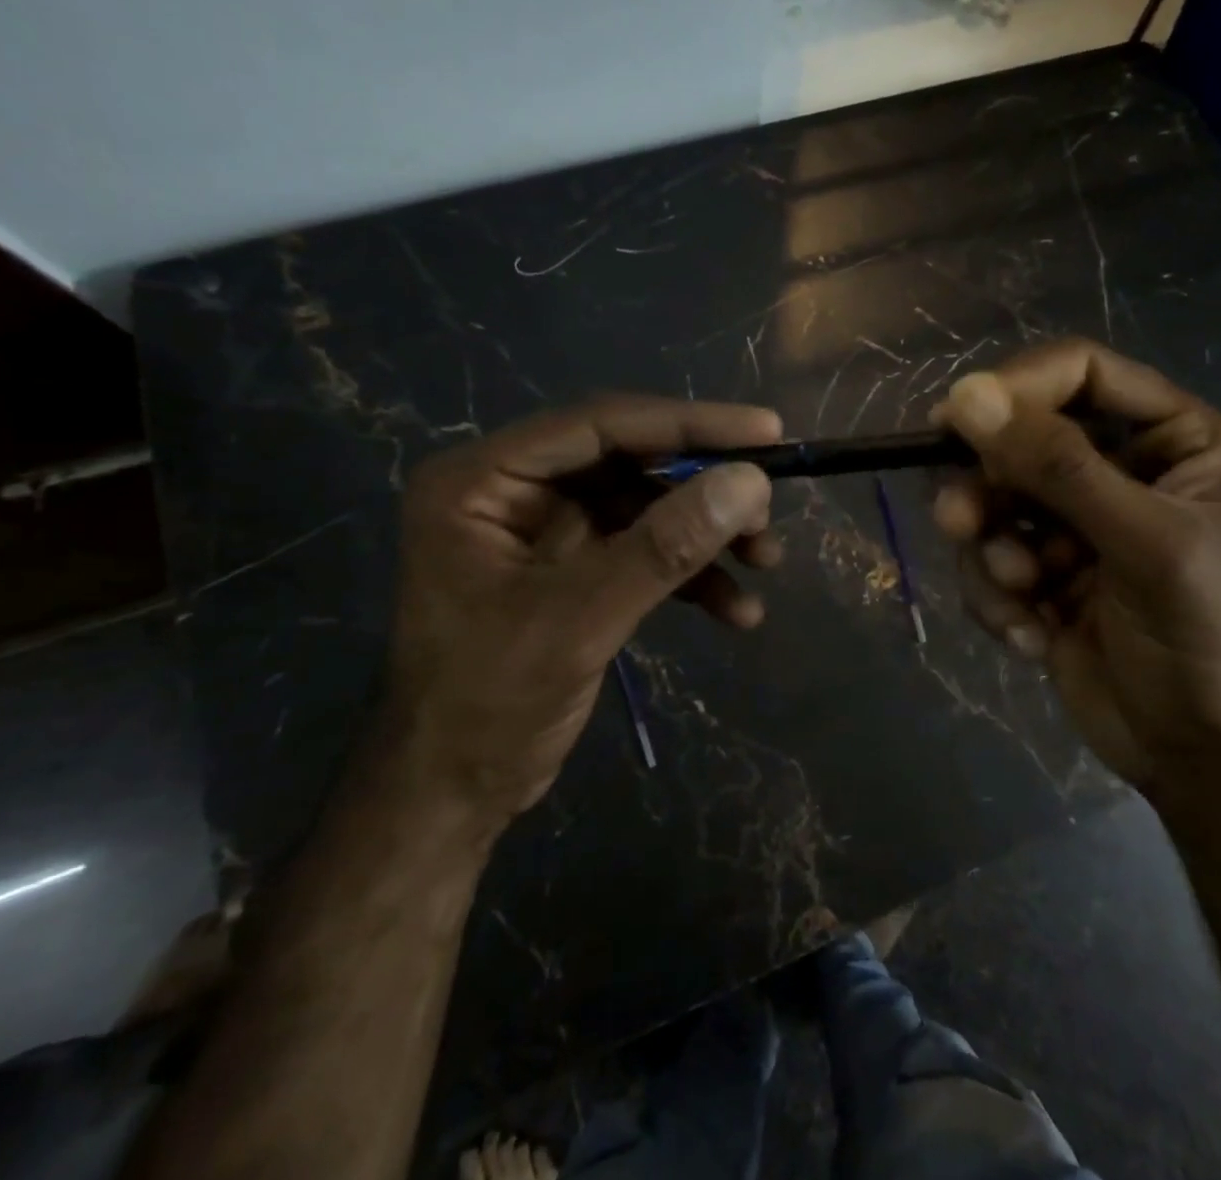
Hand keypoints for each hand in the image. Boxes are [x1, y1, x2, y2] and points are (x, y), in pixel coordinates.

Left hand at [384, 396, 782, 831]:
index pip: (599, 425)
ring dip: (708, 534)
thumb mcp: (581, 620)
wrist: (452, 796)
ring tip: (766, 560)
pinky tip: (737, 610)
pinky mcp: (574, 569)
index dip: (687, 424)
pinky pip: (644, 552)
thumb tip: (751, 482)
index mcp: (484, 480)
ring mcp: (546, 531)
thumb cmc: (488, 705)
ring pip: (647, 506)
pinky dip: (692, 575)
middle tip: (768, 509)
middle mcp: (515, 490)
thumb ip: (665, 547)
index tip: (766, 430)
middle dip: (704, 488)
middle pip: (630, 462)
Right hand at [929, 339, 1220, 791]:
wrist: (1202, 755)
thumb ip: (1057, 466)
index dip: (1018, 387)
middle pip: (1021, 438)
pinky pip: (987, 556)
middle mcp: (1118, 468)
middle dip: (988, 487)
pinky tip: (1033, 635)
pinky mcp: (1039, 571)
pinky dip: (997, 595)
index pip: (1079, 373)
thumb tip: (966, 394)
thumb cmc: (1202, 634)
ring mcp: (1073, 522)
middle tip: (960, 522)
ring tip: (1018, 591)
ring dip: (992, 550)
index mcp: (1169, 438)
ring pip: (992, 500)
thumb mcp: (1142, 541)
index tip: (955, 418)